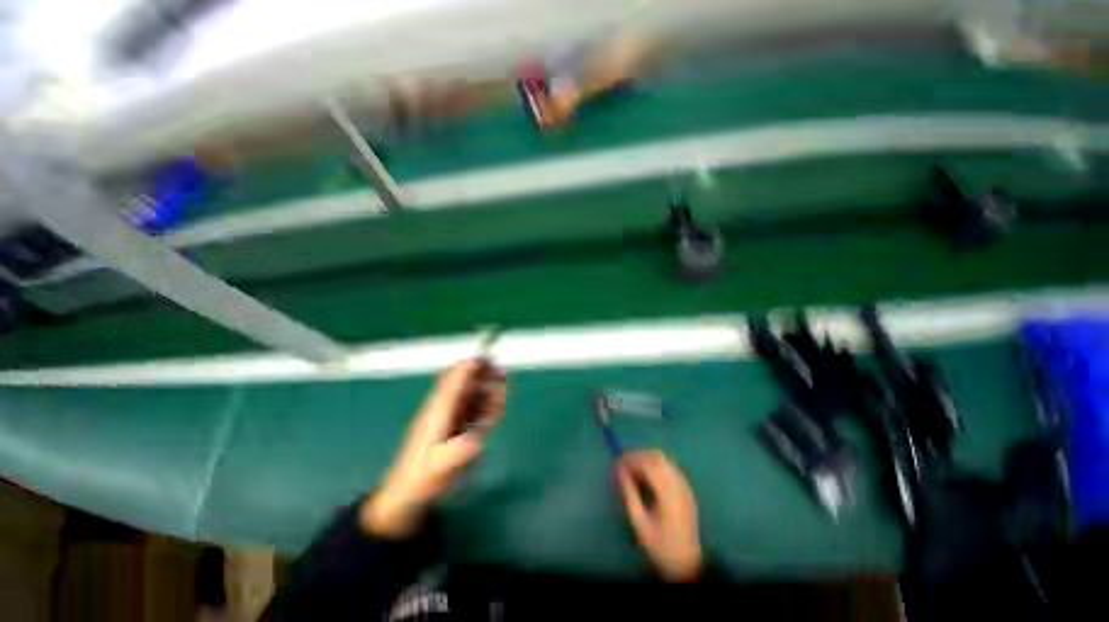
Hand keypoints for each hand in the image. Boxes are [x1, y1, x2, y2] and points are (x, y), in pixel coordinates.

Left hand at [362, 359, 506, 537]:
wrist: (407, 494)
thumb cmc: (421, 480)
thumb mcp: (440, 468)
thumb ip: (458, 453)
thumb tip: (478, 440)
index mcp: (438, 411)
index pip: (455, 379)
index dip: (472, 366)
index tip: (491, 359)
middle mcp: (443, 408)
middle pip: (464, 382)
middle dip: (483, 374)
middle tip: (504, 375)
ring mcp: (447, 417)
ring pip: (470, 394)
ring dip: (486, 391)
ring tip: (502, 398)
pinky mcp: (452, 426)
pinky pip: (470, 408)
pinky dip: (484, 406)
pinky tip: (493, 414)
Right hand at [616, 451, 702, 581]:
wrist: (686, 563)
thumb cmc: (660, 545)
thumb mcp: (639, 522)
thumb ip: (629, 494)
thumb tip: (619, 472)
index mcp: (667, 493)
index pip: (648, 464)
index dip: (631, 460)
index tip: (617, 464)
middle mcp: (678, 485)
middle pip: (657, 457)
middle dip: (638, 457)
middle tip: (624, 466)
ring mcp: (684, 486)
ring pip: (664, 460)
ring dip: (647, 460)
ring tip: (634, 472)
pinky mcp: (686, 490)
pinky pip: (670, 468)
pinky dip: (656, 467)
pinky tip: (648, 478)